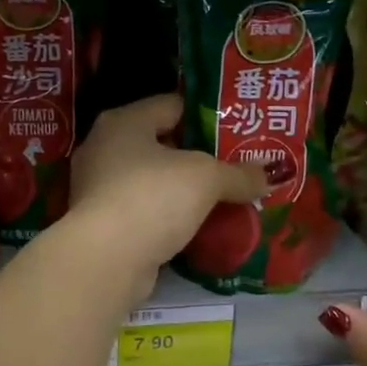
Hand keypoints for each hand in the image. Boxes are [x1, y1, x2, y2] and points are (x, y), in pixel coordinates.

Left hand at [66, 95, 267, 302]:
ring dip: (183, 189)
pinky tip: (197, 226)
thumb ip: (238, 174)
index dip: (207, 115)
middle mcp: (104, 148)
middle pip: (162, 143)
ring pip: (153, 180)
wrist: (106, 260)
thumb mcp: (206, 178)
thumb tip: (269, 176)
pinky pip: (145, 210)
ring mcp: (98, 187)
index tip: (237, 130)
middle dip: (198, 156)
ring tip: (223, 197)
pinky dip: (168, 216)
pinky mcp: (102, 224)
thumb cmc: (153, 198)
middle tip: (236, 165)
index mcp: (123, 121)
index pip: (172, 105)